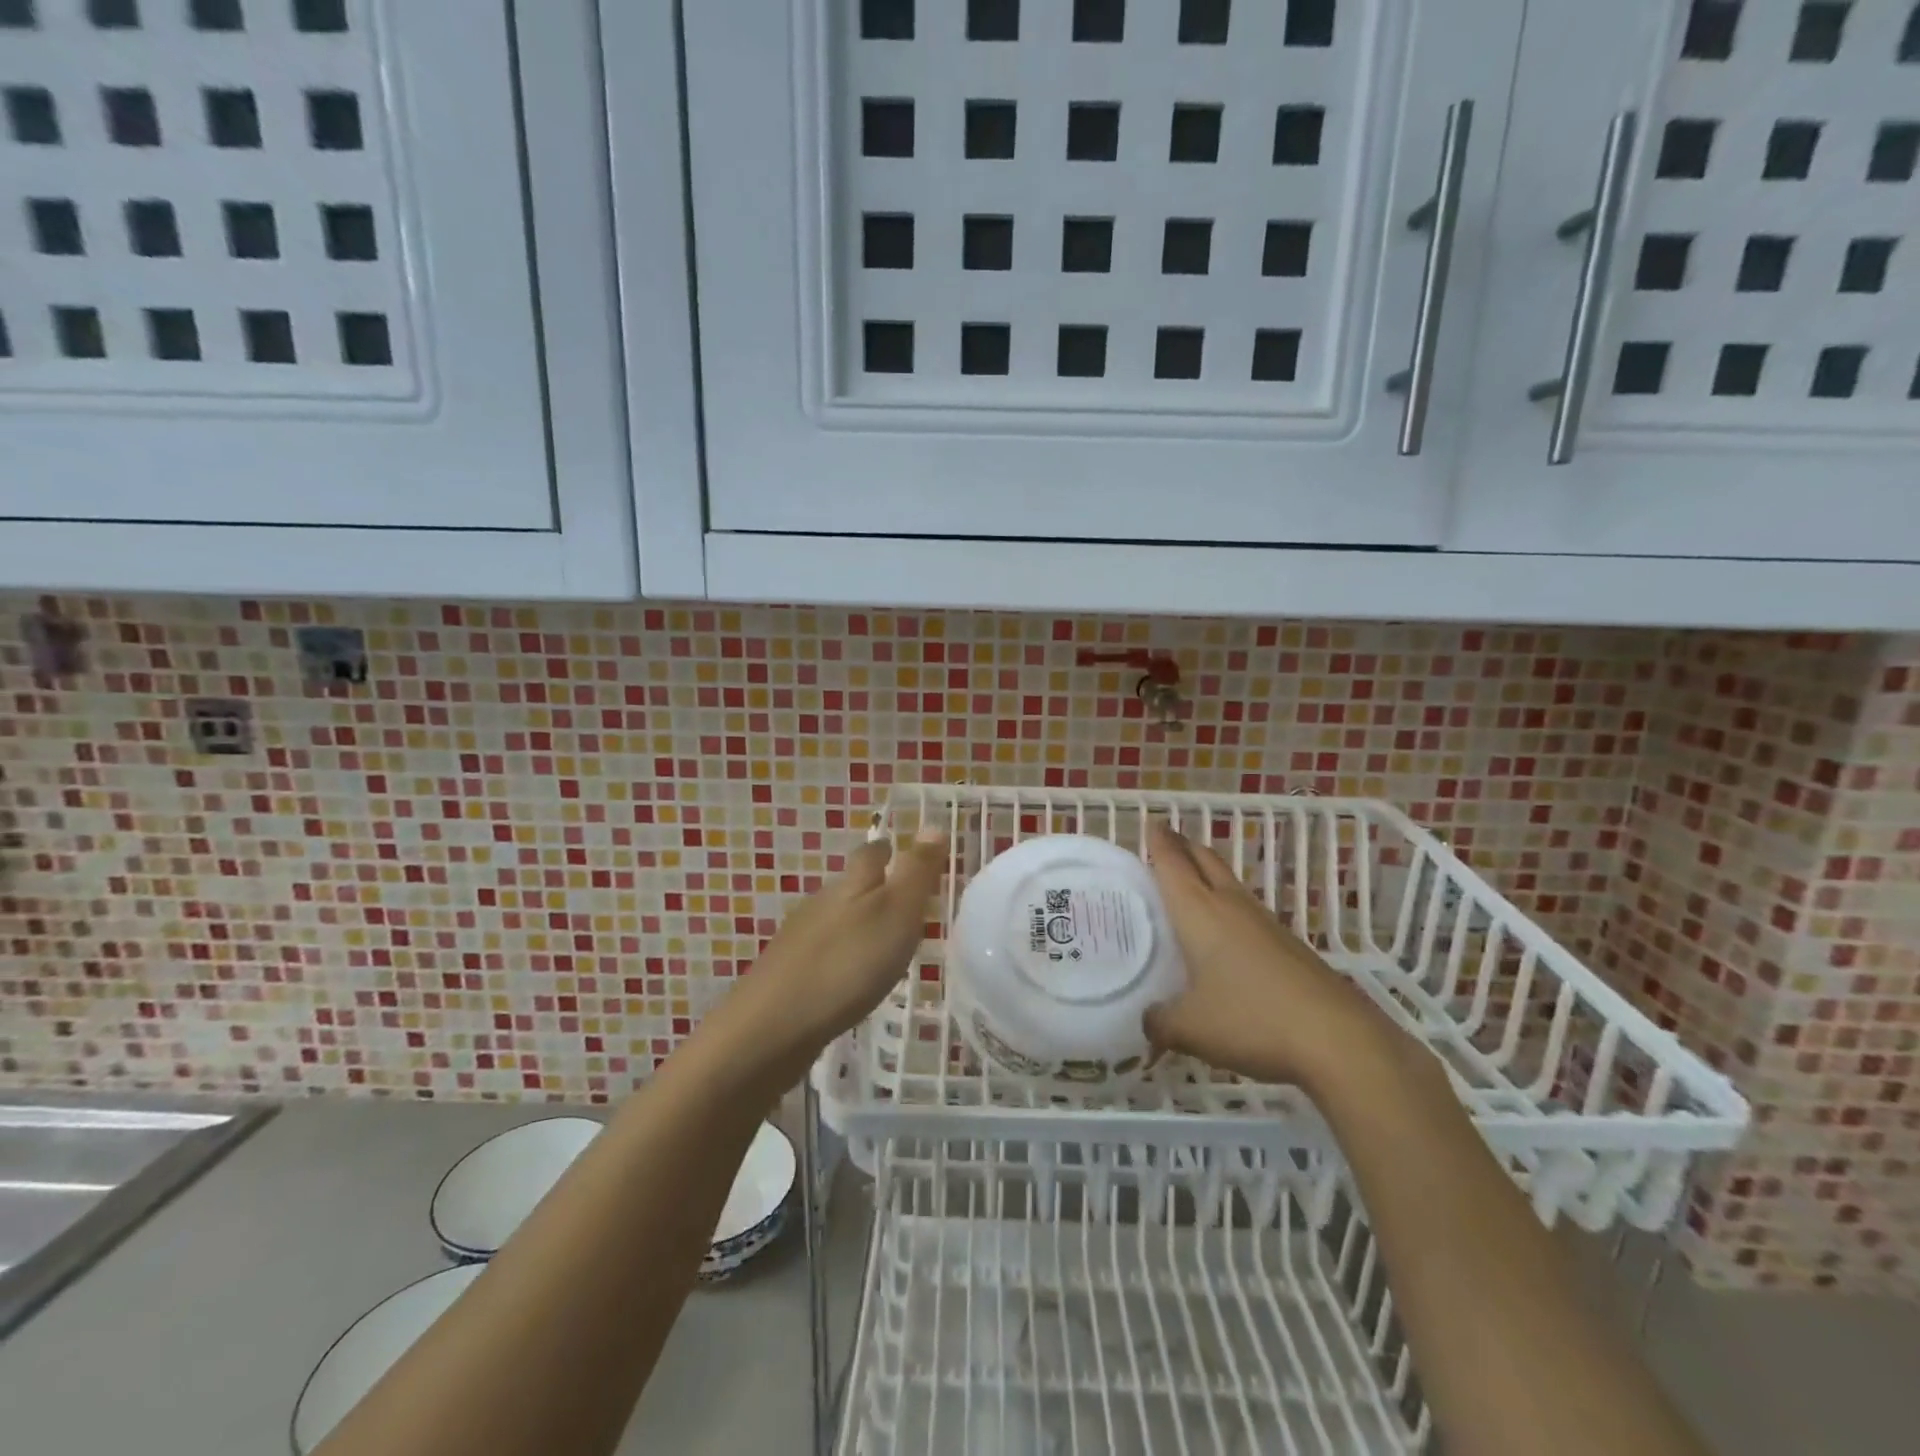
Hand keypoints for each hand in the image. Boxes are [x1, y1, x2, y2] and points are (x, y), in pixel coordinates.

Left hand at [739, 826, 948, 1050]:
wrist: (772, 1026)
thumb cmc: (847, 963)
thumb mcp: (896, 913)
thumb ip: (916, 872)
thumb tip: (933, 823)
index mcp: (851, 883)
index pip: (874, 853)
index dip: (893, 851)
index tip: (912, 857)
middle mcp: (822, 901)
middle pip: (852, 884)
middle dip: (877, 887)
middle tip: (907, 904)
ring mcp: (801, 937)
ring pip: (837, 918)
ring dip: (860, 924)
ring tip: (886, 943)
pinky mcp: (789, 973)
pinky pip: (825, 952)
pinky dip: (843, 956)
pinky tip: (851, 977)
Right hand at [1143, 823, 1389, 1088]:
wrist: (1337, 1038)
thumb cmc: (1251, 1019)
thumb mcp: (1190, 1028)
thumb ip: (1159, 1021)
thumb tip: (1148, 1019)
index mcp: (1199, 911)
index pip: (1172, 862)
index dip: (1158, 841)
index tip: (1148, 823)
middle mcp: (1230, 905)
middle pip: (1204, 859)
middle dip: (1183, 846)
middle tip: (1164, 843)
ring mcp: (1264, 922)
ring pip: (1228, 882)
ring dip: (1206, 874)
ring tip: (1188, 884)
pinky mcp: (1287, 944)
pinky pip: (1245, 910)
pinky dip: (1226, 906)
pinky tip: (1223, 934)